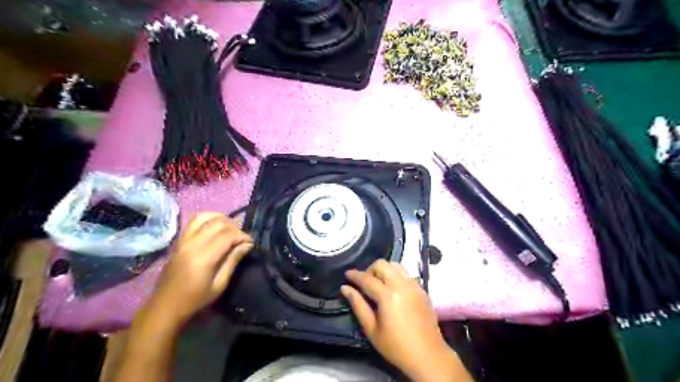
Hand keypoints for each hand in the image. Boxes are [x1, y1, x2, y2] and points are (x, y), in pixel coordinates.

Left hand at [142, 213, 250, 325]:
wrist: (165, 306)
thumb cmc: (195, 300)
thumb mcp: (219, 284)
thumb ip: (233, 260)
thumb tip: (247, 244)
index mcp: (203, 257)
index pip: (228, 235)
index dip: (243, 235)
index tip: (251, 243)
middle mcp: (192, 244)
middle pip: (218, 222)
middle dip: (234, 227)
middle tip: (241, 239)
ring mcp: (183, 240)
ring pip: (205, 216)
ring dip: (221, 219)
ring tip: (229, 230)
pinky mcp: (178, 240)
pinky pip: (194, 220)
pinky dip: (208, 219)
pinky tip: (215, 228)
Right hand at [342, 260, 471, 381]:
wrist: (428, 356)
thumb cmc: (396, 346)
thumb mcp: (372, 330)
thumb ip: (358, 305)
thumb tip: (345, 288)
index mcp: (387, 295)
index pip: (367, 278)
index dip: (355, 275)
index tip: (347, 274)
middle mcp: (401, 284)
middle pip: (382, 264)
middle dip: (370, 269)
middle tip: (364, 283)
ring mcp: (414, 285)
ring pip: (395, 264)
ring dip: (384, 269)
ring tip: (379, 283)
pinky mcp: (422, 289)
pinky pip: (406, 273)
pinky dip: (395, 275)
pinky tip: (393, 289)